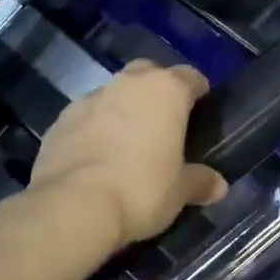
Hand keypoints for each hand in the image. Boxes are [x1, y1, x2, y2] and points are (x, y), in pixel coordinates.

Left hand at [28, 60, 227, 250]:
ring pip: (113, 93)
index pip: (190, 77)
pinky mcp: (60, 120)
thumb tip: (219, 186)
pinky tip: (96, 157)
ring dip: (122, 109)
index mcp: (166, 91)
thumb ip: (199, 182)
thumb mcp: (179, 192)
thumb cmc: (141, 190)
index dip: (197, 91)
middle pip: (148, 73)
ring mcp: (89, 99)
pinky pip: (86, 117)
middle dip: (156, 90)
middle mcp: (128, 84)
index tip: (201, 108)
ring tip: (126, 142)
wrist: (73, 207)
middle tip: (163, 121)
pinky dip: (94, 128)